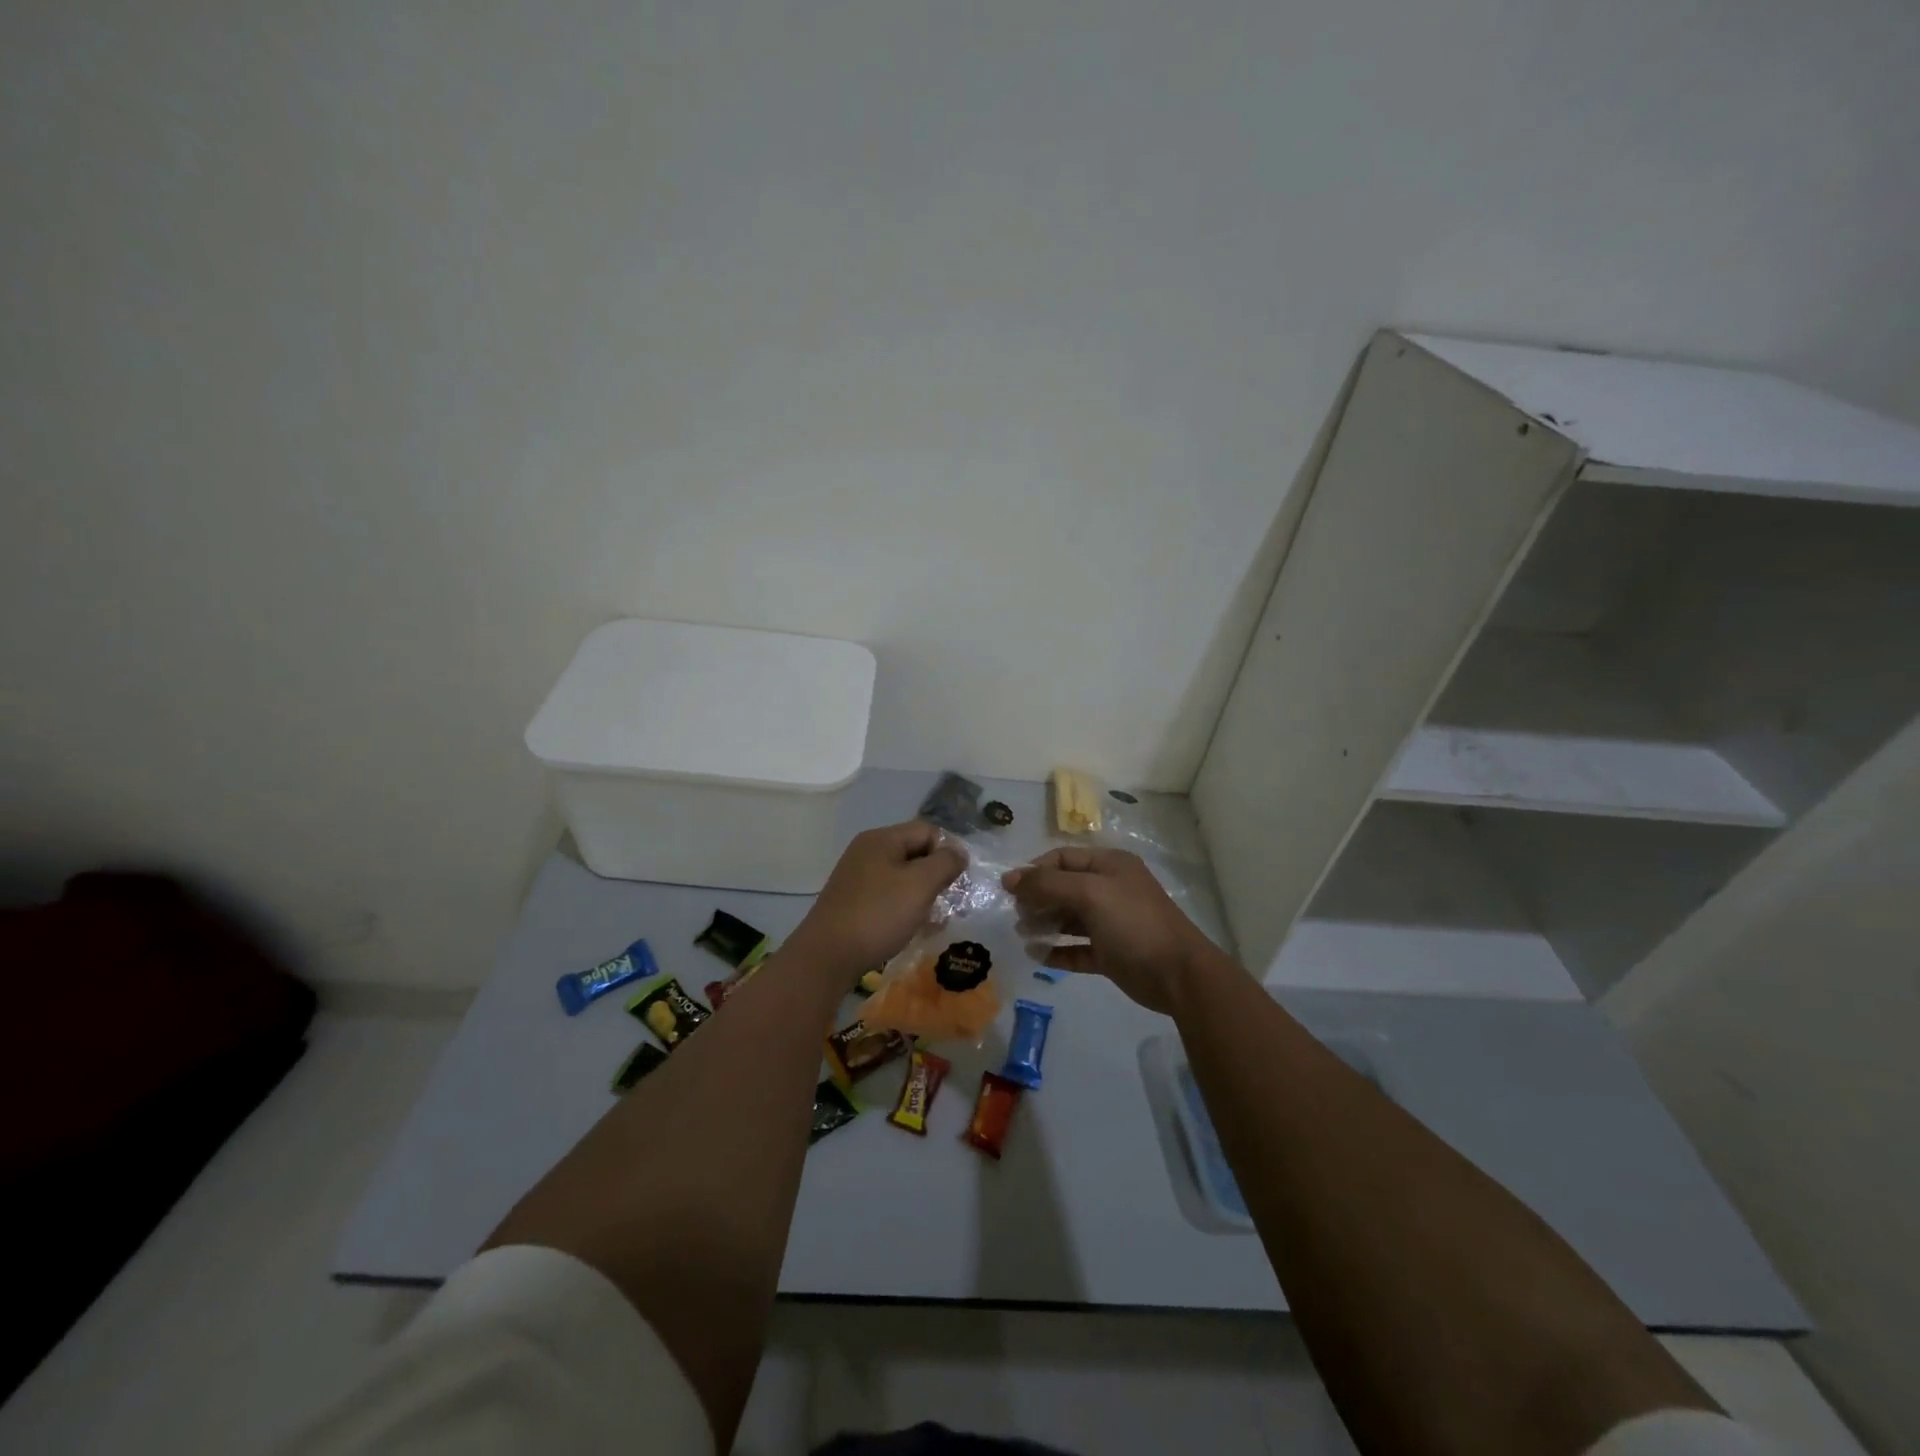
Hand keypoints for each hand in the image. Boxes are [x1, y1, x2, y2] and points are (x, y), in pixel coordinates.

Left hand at [787, 822, 966, 985]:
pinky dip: (904, 908)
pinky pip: (888, 896)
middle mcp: (867, 852)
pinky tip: (911, 929)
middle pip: (914, 853)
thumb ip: (945, 863)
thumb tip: (959, 852)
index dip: (947, 852)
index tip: (957, 881)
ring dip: (922, 895)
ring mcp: (857, 877)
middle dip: (936, 876)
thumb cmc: (878, 914)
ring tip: (933, 920)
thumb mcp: (920, 885)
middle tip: (950, 903)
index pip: (927, 831)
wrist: (827, 956)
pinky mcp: (853, 901)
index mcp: (882, 839)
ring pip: (902, 878)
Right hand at [1003, 847, 1218, 1013]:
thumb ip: (1047, 884)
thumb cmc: (1133, 923)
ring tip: (1022, 934)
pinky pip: (1077, 948)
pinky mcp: (1111, 954)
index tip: (1009, 889)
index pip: (1063, 858)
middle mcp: (1110, 889)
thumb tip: (1010, 878)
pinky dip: (1057, 951)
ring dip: (1044, 924)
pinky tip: (1037, 956)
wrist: (1178, 975)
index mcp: (1110, 865)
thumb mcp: (1090, 894)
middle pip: (1064, 888)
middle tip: (1016, 915)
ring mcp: (1111, 923)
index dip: (1034, 870)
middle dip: (1037, 899)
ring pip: (1069, 918)